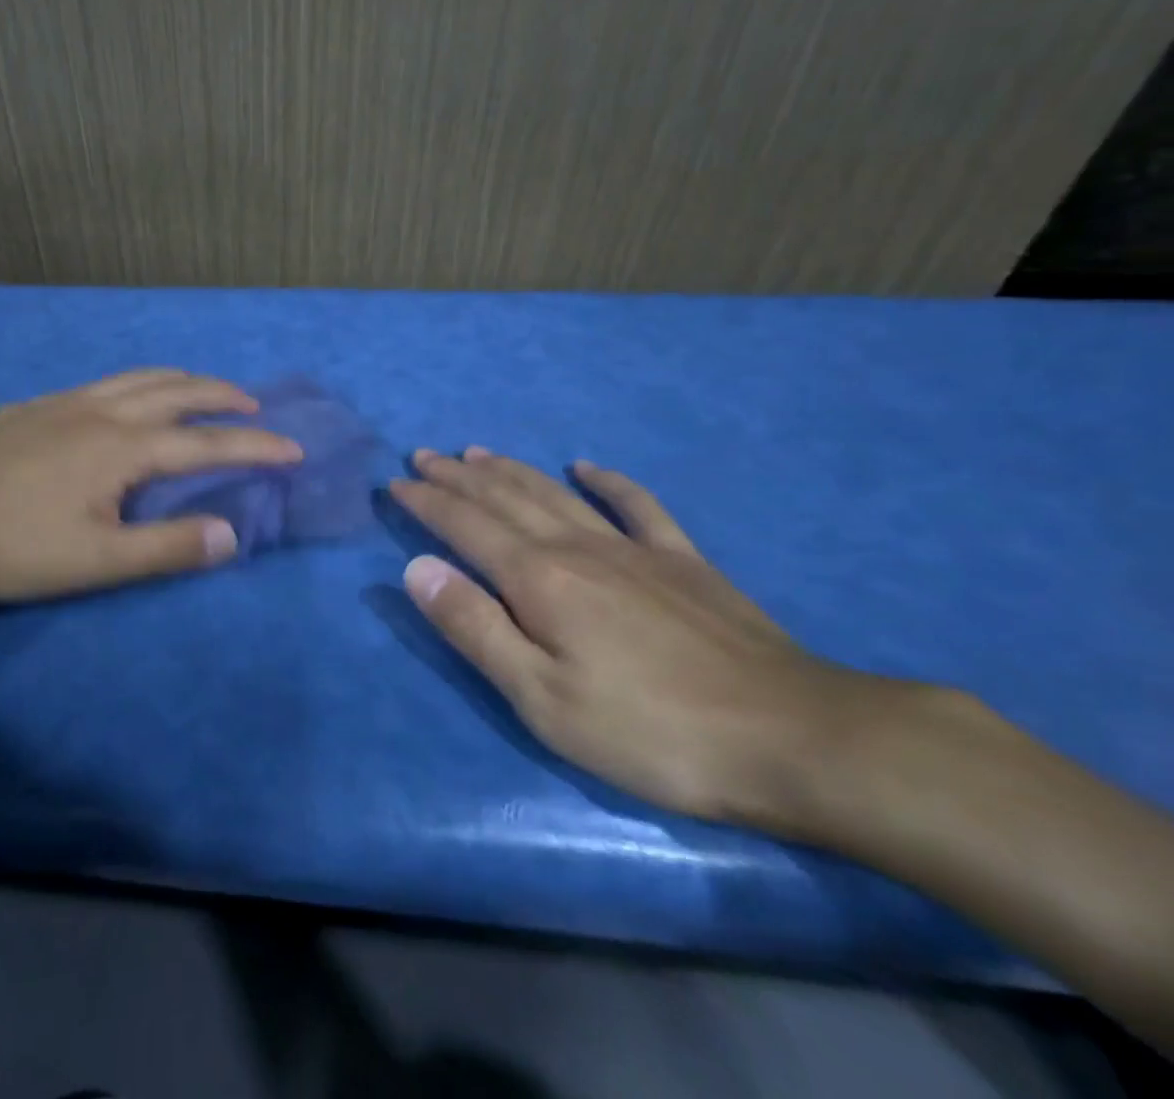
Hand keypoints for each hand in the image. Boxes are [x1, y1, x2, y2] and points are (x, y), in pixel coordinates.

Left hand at [0, 370, 301, 602]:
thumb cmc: (10, 545)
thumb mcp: (96, 562)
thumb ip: (167, 547)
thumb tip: (232, 534)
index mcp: (122, 447)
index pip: (206, 442)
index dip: (255, 446)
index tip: (294, 449)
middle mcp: (101, 412)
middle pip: (176, 391)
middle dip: (221, 396)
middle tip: (252, 407)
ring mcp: (63, 403)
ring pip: (137, 378)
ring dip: (181, 380)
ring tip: (201, 391)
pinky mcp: (34, 407)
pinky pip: (104, 383)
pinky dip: (138, 384)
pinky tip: (126, 402)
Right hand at [390, 449, 880, 831]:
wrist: (792, 738)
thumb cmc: (650, 731)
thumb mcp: (542, 698)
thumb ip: (475, 628)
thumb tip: (416, 567)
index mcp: (537, 579)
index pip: (465, 526)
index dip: (427, 502)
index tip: (396, 483)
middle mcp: (577, 547)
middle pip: (505, 498)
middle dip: (458, 476)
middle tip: (424, 456)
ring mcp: (634, 549)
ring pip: (555, 493)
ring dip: (511, 470)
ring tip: (478, 452)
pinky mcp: (683, 561)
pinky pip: (637, 505)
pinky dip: (608, 480)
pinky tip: (588, 466)